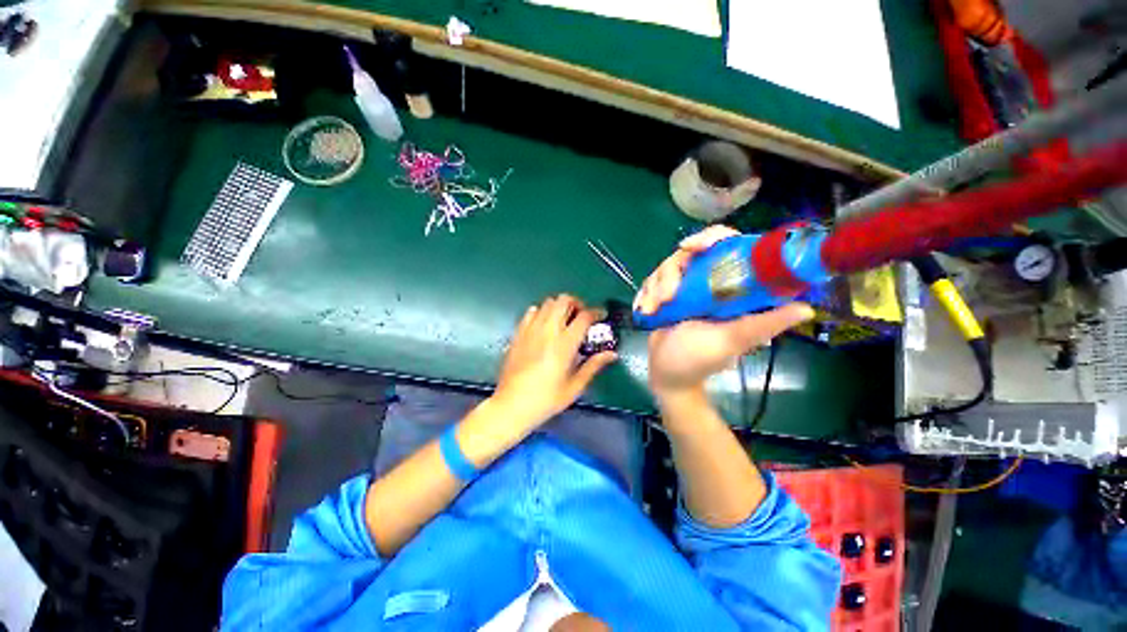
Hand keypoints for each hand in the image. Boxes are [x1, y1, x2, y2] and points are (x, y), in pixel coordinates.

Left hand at [491, 295, 616, 430]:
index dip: (596, 312)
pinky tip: (545, 325)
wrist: (511, 405)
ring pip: (548, 302)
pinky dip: (542, 312)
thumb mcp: (575, 386)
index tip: (602, 316)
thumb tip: (611, 354)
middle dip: (577, 303)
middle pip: (564, 300)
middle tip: (582, 316)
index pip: (584, 316)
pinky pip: (531, 311)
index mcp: (564, 344)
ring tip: (565, 320)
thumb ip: (593, 365)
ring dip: (560, 306)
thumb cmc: (546, 399)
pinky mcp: (518, 333)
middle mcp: (548, 331)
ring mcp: (530, 330)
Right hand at [636, 226, 814, 396]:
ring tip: (653, 311)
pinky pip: (652, 281)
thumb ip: (762, 324)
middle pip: (689, 253)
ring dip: (656, 288)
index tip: (691, 247)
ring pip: (667, 267)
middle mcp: (709, 283)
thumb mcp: (731, 340)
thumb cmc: (698, 360)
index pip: (727, 246)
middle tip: (666, 295)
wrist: (666, 374)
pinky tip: (644, 310)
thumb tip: (807, 308)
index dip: (710, 238)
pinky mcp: (666, 295)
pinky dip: (645, 293)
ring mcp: (685, 288)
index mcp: (732, 288)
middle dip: (671, 272)